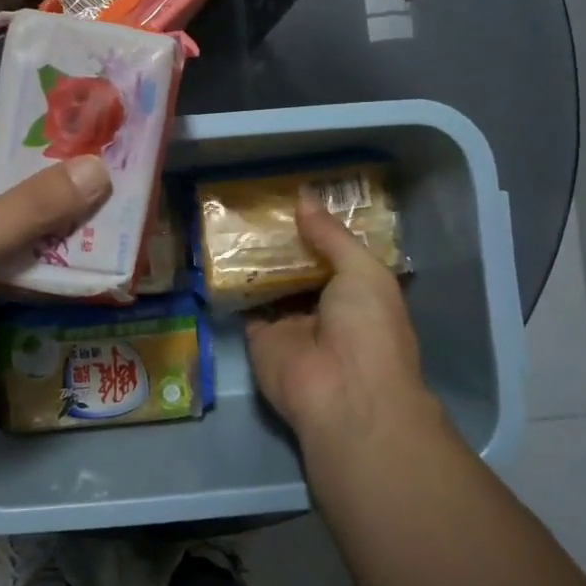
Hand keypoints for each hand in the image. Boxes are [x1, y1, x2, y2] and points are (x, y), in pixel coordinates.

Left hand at [0, 119, 110, 442]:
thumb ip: (33, 207)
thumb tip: (98, 170)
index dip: (23, 131)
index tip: (79, 132)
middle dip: (48, 185)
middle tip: (109, 179)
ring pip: (4, 231)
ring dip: (49, 230)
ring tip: (108, 223)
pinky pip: (2, 270)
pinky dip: (35, 270)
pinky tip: (81, 272)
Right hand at [244, 195, 443, 456]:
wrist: (343, 392)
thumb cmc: (368, 327)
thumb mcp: (362, 270)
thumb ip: (331, 235)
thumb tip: (304, 197)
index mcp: (357, 290)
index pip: (333, 251)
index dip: (315, 225)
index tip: (291, 193)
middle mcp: (323, 305)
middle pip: (297, 264)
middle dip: (280, 237)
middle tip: (253, 199)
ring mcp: (290, 321)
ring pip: (269, 281)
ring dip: (254, 255)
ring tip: (231, 214)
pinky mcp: (259, 336)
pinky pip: (244, 303)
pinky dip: (232, 282)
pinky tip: (217, 249)